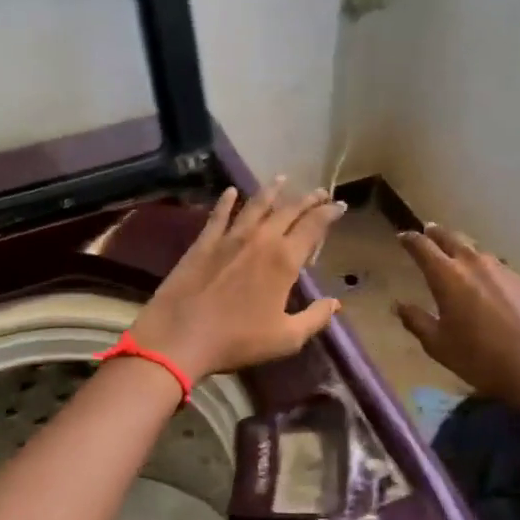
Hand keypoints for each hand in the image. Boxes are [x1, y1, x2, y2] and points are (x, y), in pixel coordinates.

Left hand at [131, 179, 345, 382]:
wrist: (179, 336)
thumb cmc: (237, 340)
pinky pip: (219, 215)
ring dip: (271, 191)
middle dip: (307, 199)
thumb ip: (314, 318)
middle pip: (288, 210)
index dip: (329, 214)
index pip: (313, 227)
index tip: (339, 206)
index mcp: (284, 260)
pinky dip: (226, 201)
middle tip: (319, 192)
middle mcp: (260, 239)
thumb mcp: (285, 338)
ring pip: (255, 205)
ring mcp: (229, 237)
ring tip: (282, 178)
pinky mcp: (203, 243)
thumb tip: (335, 302)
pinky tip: (231, 191)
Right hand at [395, 224, 519, 414]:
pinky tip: (495, 291)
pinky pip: (504, 271)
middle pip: (452, 238)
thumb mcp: (439, 346)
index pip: (422, 246)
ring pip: (479, 252)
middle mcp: (475, 263)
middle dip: (437, 234)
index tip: (402, 237)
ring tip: (461, 261)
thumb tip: (399, 305)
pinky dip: (492, 275)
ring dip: (466, 253)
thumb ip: (416, 321)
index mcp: (447, 276)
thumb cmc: (481, 360)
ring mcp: (506, 270)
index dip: (410, 239)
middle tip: (429, 232)